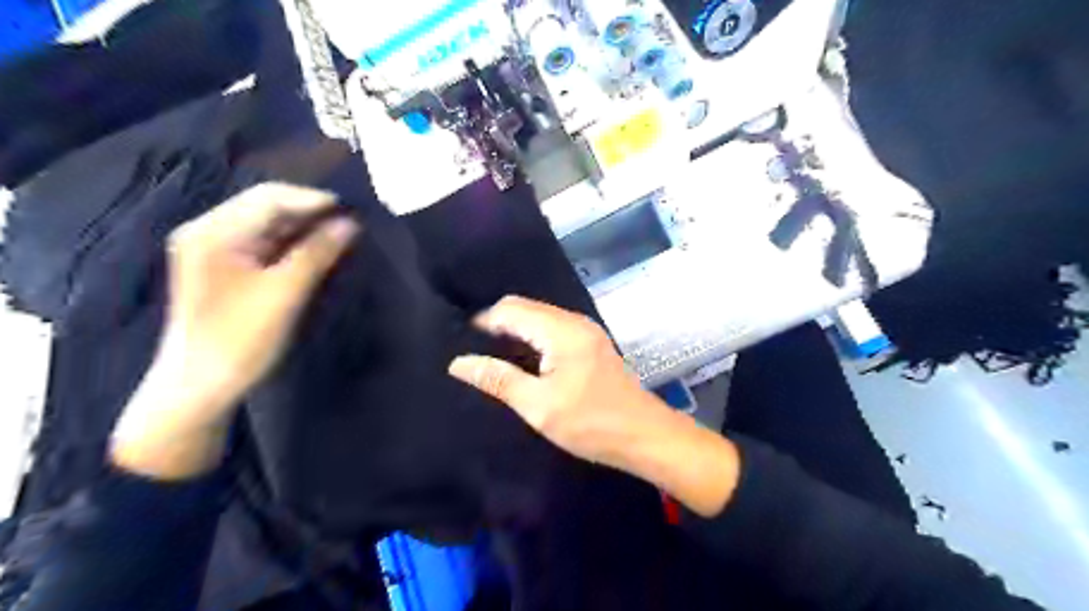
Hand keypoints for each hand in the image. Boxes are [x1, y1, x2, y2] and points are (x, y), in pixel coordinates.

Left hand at [109, 185, 358, 478]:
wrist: (199, 387)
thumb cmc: (240, 339)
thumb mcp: (284, 293)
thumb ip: (317, 253)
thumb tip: (350, 223)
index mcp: (213, 232)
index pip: (269, 198)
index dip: (313, 201)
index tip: (354, 210)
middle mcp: (209, 232)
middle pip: (266, 207)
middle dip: (310, 213)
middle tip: (351, 223)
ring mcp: (215, 251)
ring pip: (268, 226)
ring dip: (304, 229)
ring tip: (341, 235)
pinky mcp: (225, 270)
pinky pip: (264, 245)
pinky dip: (292, 245)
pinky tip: (317, 252)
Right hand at [446, 296, 743, 514]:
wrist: (644, 435)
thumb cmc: (590, 423)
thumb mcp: (538, 405)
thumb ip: (498, 379)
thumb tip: (458, 362)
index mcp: (561, 330)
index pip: (511, 309)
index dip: (483, 322)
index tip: (460, 342)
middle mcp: (574, 321)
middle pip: (526, 308)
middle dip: (497, 324)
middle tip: (473, 350)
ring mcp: (586, 331)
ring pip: (540, 318)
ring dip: (516, 331)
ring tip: (492, 356)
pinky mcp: (592, 343)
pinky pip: (554, 329)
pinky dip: (534, 339)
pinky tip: (524, 360)